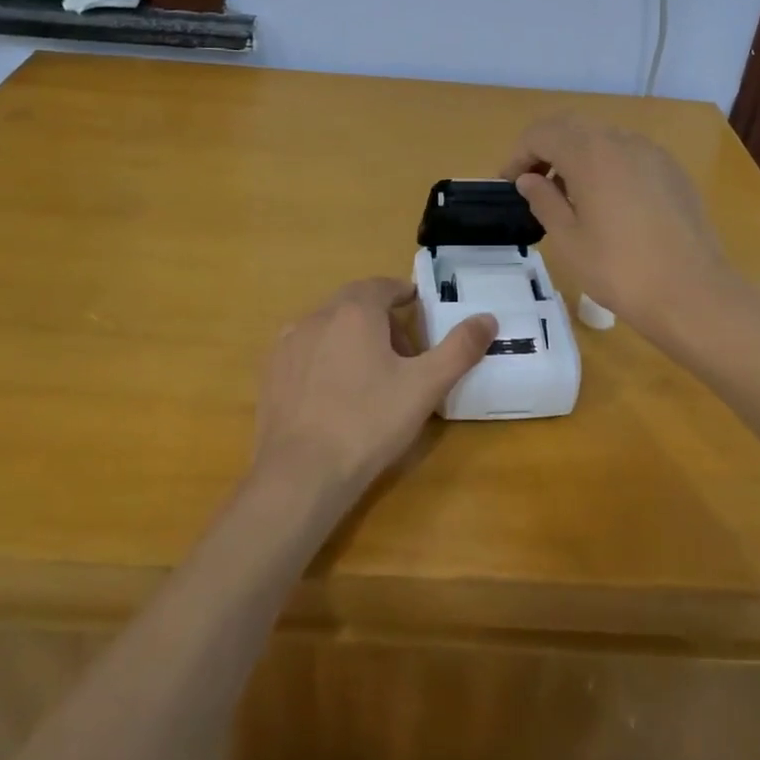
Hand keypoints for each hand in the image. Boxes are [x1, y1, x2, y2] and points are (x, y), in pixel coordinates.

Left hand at [254, 278, 495, 510]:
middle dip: (380, 318)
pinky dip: (324, 358)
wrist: (301, 473)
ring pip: (327, 326)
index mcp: (355, 311)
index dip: (402, 294)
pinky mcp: (271, 372)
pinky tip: (334, 392)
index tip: (417, 308)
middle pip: (354, 304)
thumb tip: (487, 319)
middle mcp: (317, 316)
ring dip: (351, 337)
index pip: (382, 286)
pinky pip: (305, 351)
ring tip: (370, 373)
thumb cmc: (369, 422)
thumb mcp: (425, 386)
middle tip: (403, 351)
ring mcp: (288, 343)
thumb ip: (459, 349)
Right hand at [502, 114, 732, 339]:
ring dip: (576, 155)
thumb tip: (529, 180)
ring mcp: (652, 153)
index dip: (518, 155)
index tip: (509, 185)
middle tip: (532, 184)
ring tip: (568, 195)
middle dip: (546, 149)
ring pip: (603, 138)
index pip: (541, 134)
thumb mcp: (568, 240)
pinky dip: (606, 165)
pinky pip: (629, 154)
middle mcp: (621, 141)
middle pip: (572, 127)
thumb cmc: (619, 269)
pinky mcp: (672, 171)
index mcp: (590, 154)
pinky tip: (607, 203)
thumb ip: (543, 201)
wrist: (693, 292)